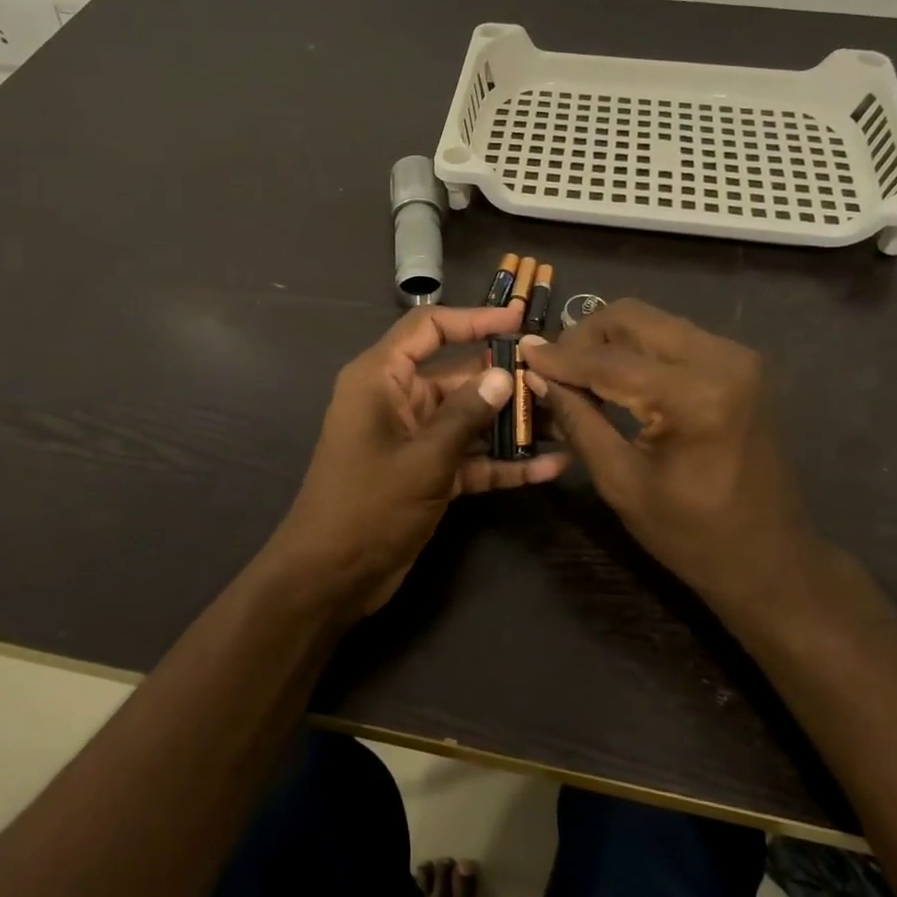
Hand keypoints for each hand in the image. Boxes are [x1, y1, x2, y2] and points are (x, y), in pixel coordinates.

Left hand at [271, 304, 571, 615]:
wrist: (331, 577)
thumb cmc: (368, 505)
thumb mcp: (423, 458)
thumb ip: (466, 415)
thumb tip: (504, 376)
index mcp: (381, 379)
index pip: (428, 329)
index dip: (474, 320)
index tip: (520, 321)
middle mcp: (397, 400)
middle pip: (457, 375)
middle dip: (505, 379)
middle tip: (556, 378)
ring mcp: (413, 439)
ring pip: (468, 418)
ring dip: (510, 423)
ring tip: (565, 421)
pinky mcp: (426, 473)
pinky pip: (469, 457)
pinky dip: (502, 462)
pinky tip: (549, 467)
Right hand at [523, 299, 821, 614]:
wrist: (770, 558)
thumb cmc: (691, 536)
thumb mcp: (621, 482)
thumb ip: (578, 420)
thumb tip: (537, 376)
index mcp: (696, 397)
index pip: (609, 361)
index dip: (559, 358)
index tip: (520, 352)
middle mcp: (721, 360)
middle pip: (631, 318)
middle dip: (583, 338)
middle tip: (552, 369)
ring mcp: (735, 357)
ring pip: (651, 321)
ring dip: (608, 341)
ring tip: (577, 376)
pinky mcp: (738, 364)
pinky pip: (672, 337)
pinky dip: (635, 350)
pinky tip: (613, 379)